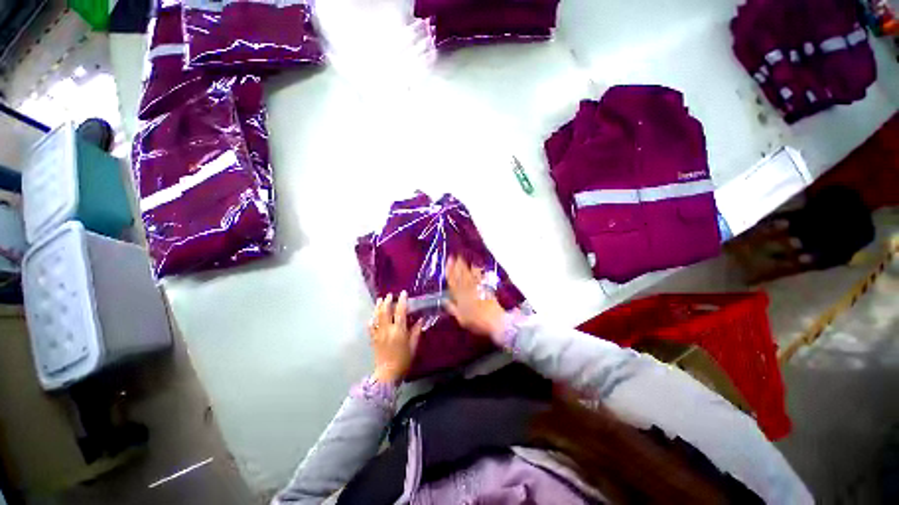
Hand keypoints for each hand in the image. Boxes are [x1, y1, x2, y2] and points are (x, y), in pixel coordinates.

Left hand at [368, 291, 422, 384]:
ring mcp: (378, 334)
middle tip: (390, 295)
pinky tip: (373, 315)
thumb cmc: (403, 360)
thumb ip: (416, 331)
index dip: (402, 301)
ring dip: (378, 307)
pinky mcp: (373, 339)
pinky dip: (372, 319)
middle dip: (387, 301)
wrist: (387, 374)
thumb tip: (421, 319)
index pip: (400, 312)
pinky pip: (370, 326)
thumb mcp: (413, 346)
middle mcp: (387, 330)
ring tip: (380, 300)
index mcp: (399, 331)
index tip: (403, 293)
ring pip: (377, 317)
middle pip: (385, 311)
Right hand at [444, 257, 506, 339]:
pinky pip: (479, 277)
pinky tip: (475, 266)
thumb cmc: (477, 322)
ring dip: (464, 266)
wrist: (495, 321)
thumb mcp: (461, 319)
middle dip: (456, 265)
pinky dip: (476, 271)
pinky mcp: (485, 288)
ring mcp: (477, 288)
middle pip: (460, 276)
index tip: (447, 263)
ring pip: (468, 275)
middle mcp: (467, 290)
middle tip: (453, 255)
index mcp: (460, 298)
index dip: (449, 272)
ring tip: (461, 257)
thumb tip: (445, 301)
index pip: (452, 283)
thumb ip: (453, 309)